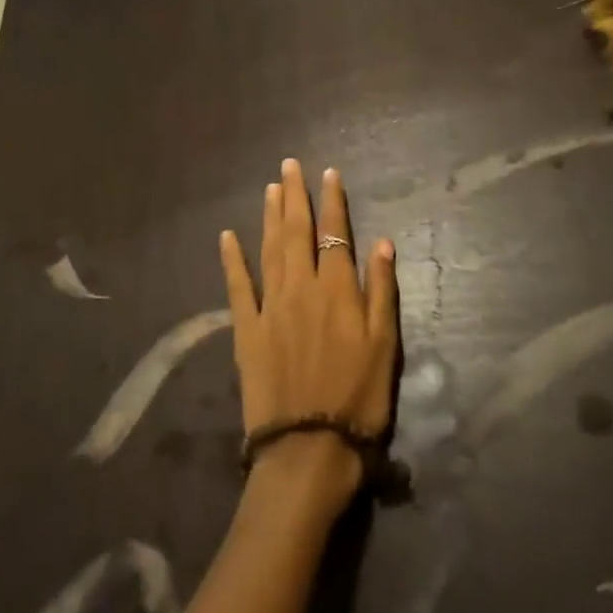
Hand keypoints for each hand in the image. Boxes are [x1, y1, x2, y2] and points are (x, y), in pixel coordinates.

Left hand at [219, 160, 397, 519]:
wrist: (309, 446)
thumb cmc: (358, 398)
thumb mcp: (386, 346)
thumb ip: (381, 291)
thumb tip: (381, 243)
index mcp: (338, 290)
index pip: (335, 234)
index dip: (333, 202)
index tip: (329, 174)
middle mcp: (302, 288)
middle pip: (297, 232)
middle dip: (295, 196)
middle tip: (290, 165)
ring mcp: (270, 307)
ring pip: (269, 249)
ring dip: (269, 216)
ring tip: (270, 188)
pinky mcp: (246, 330)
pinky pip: (237, 287)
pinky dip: (232, 259)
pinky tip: (227, 236)